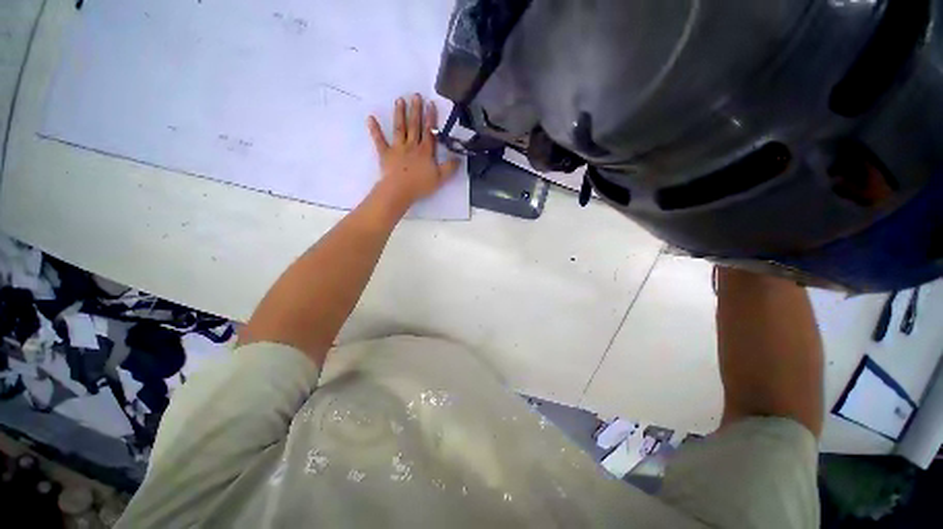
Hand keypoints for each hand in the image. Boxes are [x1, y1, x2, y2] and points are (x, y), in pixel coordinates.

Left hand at [367, 94, 459, 207]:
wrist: (399, 190)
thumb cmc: (420, 185)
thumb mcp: (440, 178)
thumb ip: (450, 168)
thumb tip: (459, 159)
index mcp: (425, 151)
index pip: (429, 132)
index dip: (431, 118)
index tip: (430, 104)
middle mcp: (412, 145)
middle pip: (414, 126)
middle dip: (416, 111)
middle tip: (415, 95)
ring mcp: (398, 148)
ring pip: (399, 129)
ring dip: (399, 114)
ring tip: (399, 100)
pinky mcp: (385, 154)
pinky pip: (379, 140)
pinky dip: (375, 129)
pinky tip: (370, 118)